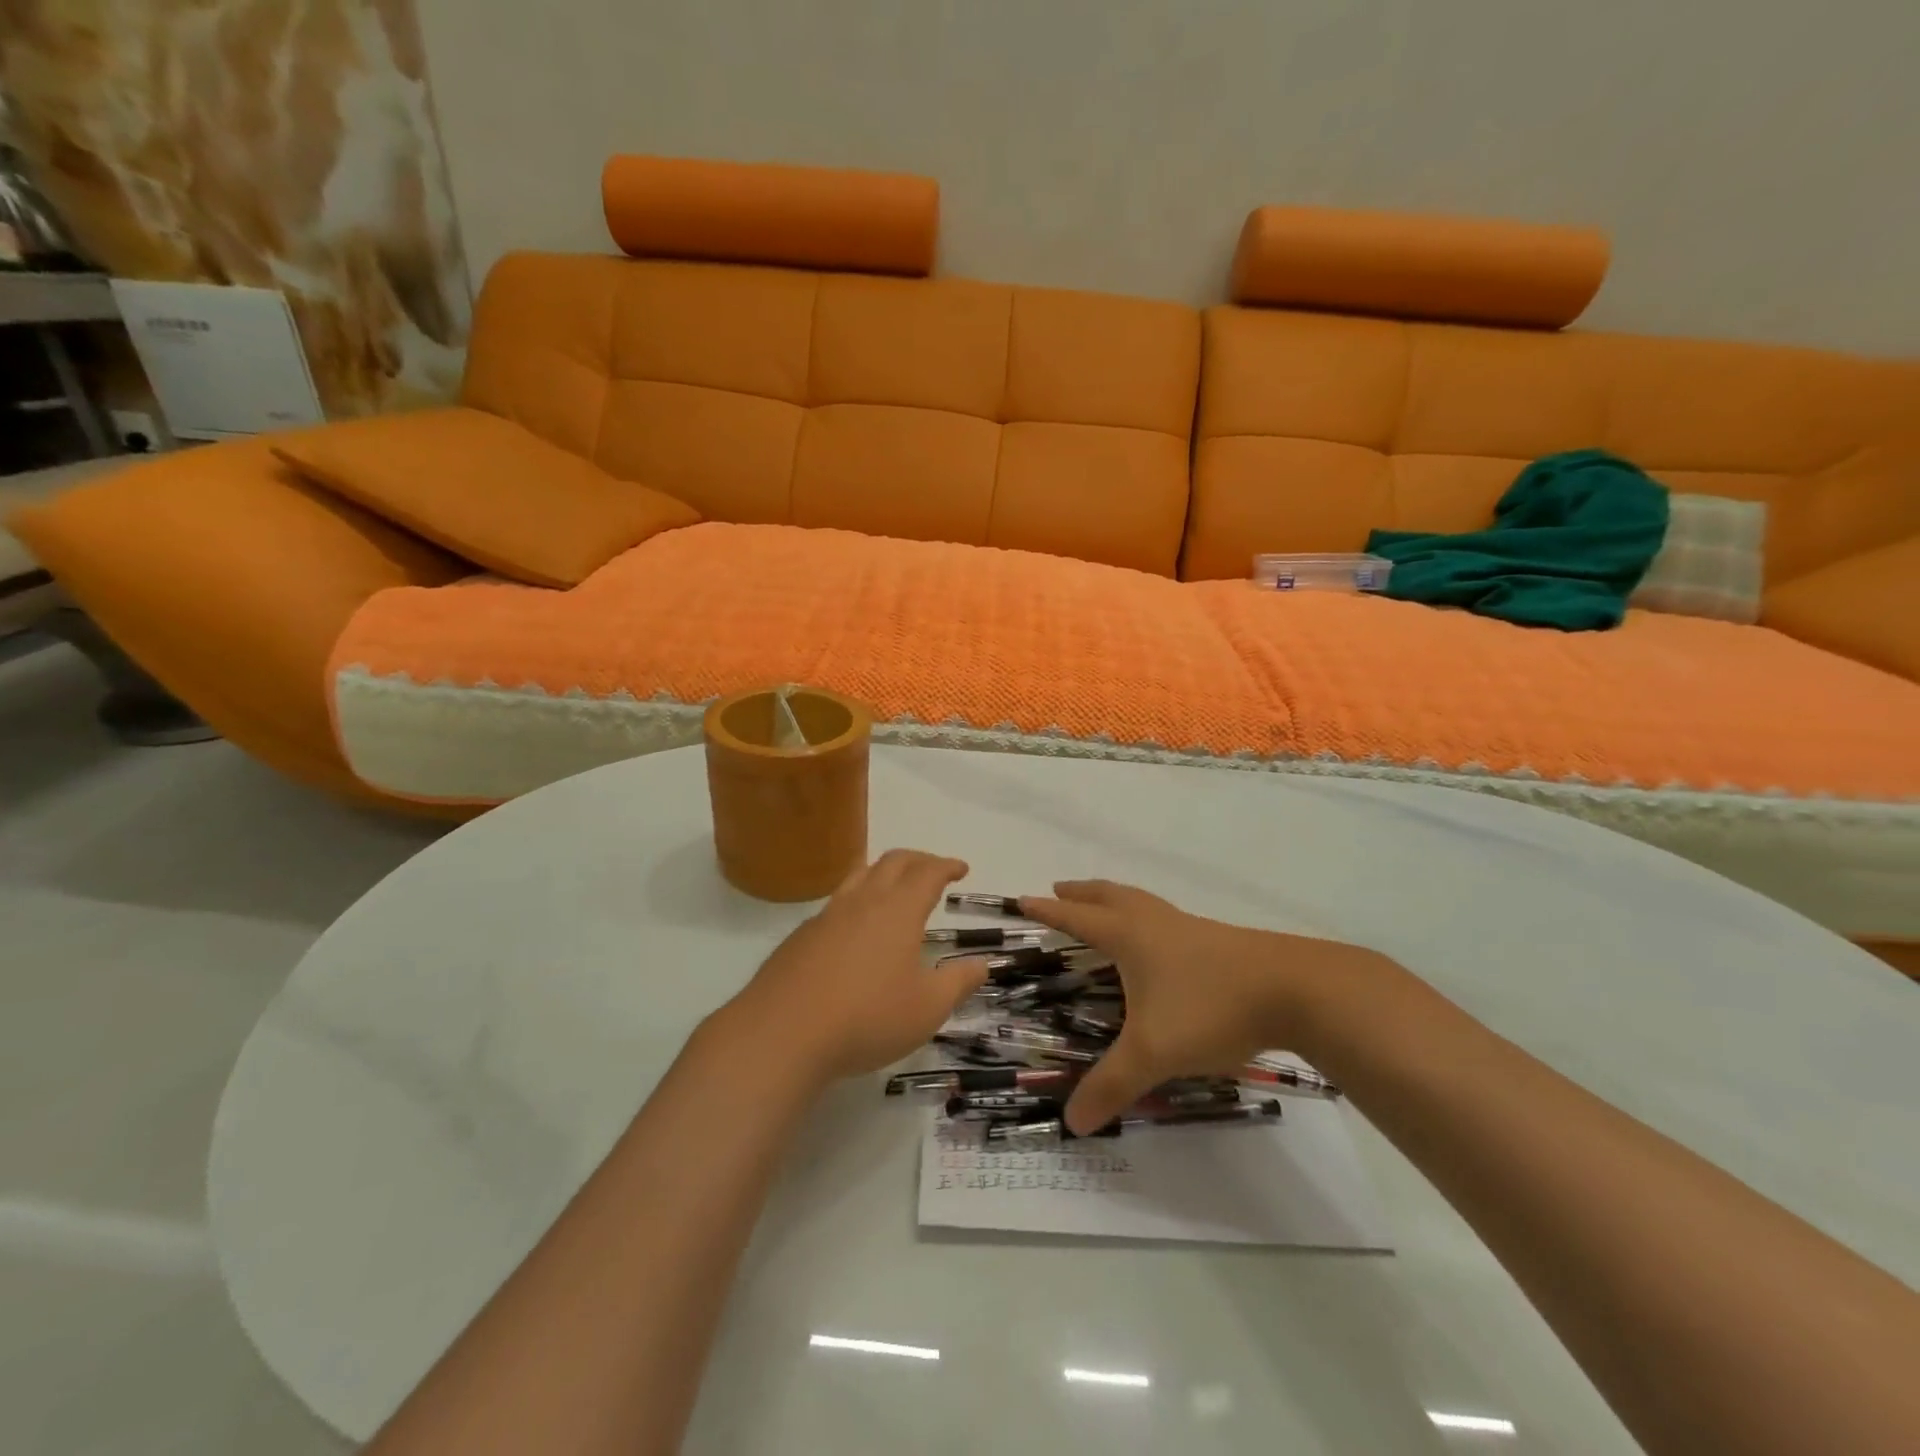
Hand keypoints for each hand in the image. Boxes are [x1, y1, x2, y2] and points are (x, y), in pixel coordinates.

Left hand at [719, 850, 990, 1084]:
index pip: (928, 873)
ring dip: (883, 872)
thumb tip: (981, 963)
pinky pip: (836, 903)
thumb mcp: (927, 1009)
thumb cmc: (867, 1019)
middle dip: (918, 860)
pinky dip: (856, 901)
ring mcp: (827, 916)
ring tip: (894, 887)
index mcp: (898, 910)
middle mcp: (863, 901)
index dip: (947, 866)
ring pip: (859, 875)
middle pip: (893, 862)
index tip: (961, 868)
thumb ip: (958, 982)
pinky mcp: (801, 936)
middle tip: (933, 870)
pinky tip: (855, 930)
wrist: (782, 1034)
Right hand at [1020, 880, 1388, 1133]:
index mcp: (1129, 936)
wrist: (1293, 989)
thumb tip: (1071, 1123)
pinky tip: (1161, 944)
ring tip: (1105, 907)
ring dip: (1114, 899)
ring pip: (1141, 902)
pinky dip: (1147, 917)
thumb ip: (1111, 1085)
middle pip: (1109, 896)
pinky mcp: (1217, 940)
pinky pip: (1166, 918)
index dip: (1049, 910)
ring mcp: (1188, 928)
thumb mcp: (1153, 1052)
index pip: (1077, 917)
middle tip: (1059, 889)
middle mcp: (1154, 923)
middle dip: (1081, 893)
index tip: (1024, 898)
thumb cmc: (1209, 1008)